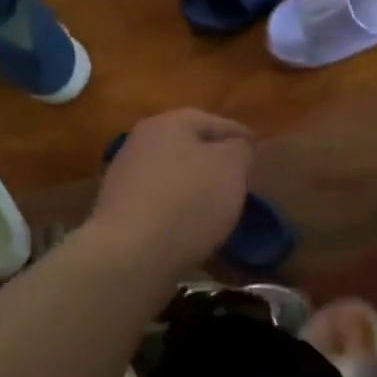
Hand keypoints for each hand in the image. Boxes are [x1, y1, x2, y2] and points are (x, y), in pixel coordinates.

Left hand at [90, 109, 254, 279]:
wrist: (131, 254)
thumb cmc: (189, 202)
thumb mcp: (231, 167)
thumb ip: (240, 149)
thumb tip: (236, 148)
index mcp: (168, 124)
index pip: (213, 122)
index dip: (239, 134)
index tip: (257, 150)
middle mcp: (141, 142)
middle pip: (188, 145)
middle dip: (215, 159)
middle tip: (239, 176)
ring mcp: (125, 176)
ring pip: (173, 172)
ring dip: (195, 183)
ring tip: (219, 203)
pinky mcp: (119, 210)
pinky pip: (160, 200)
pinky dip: (178, 206)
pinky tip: (192, 223)